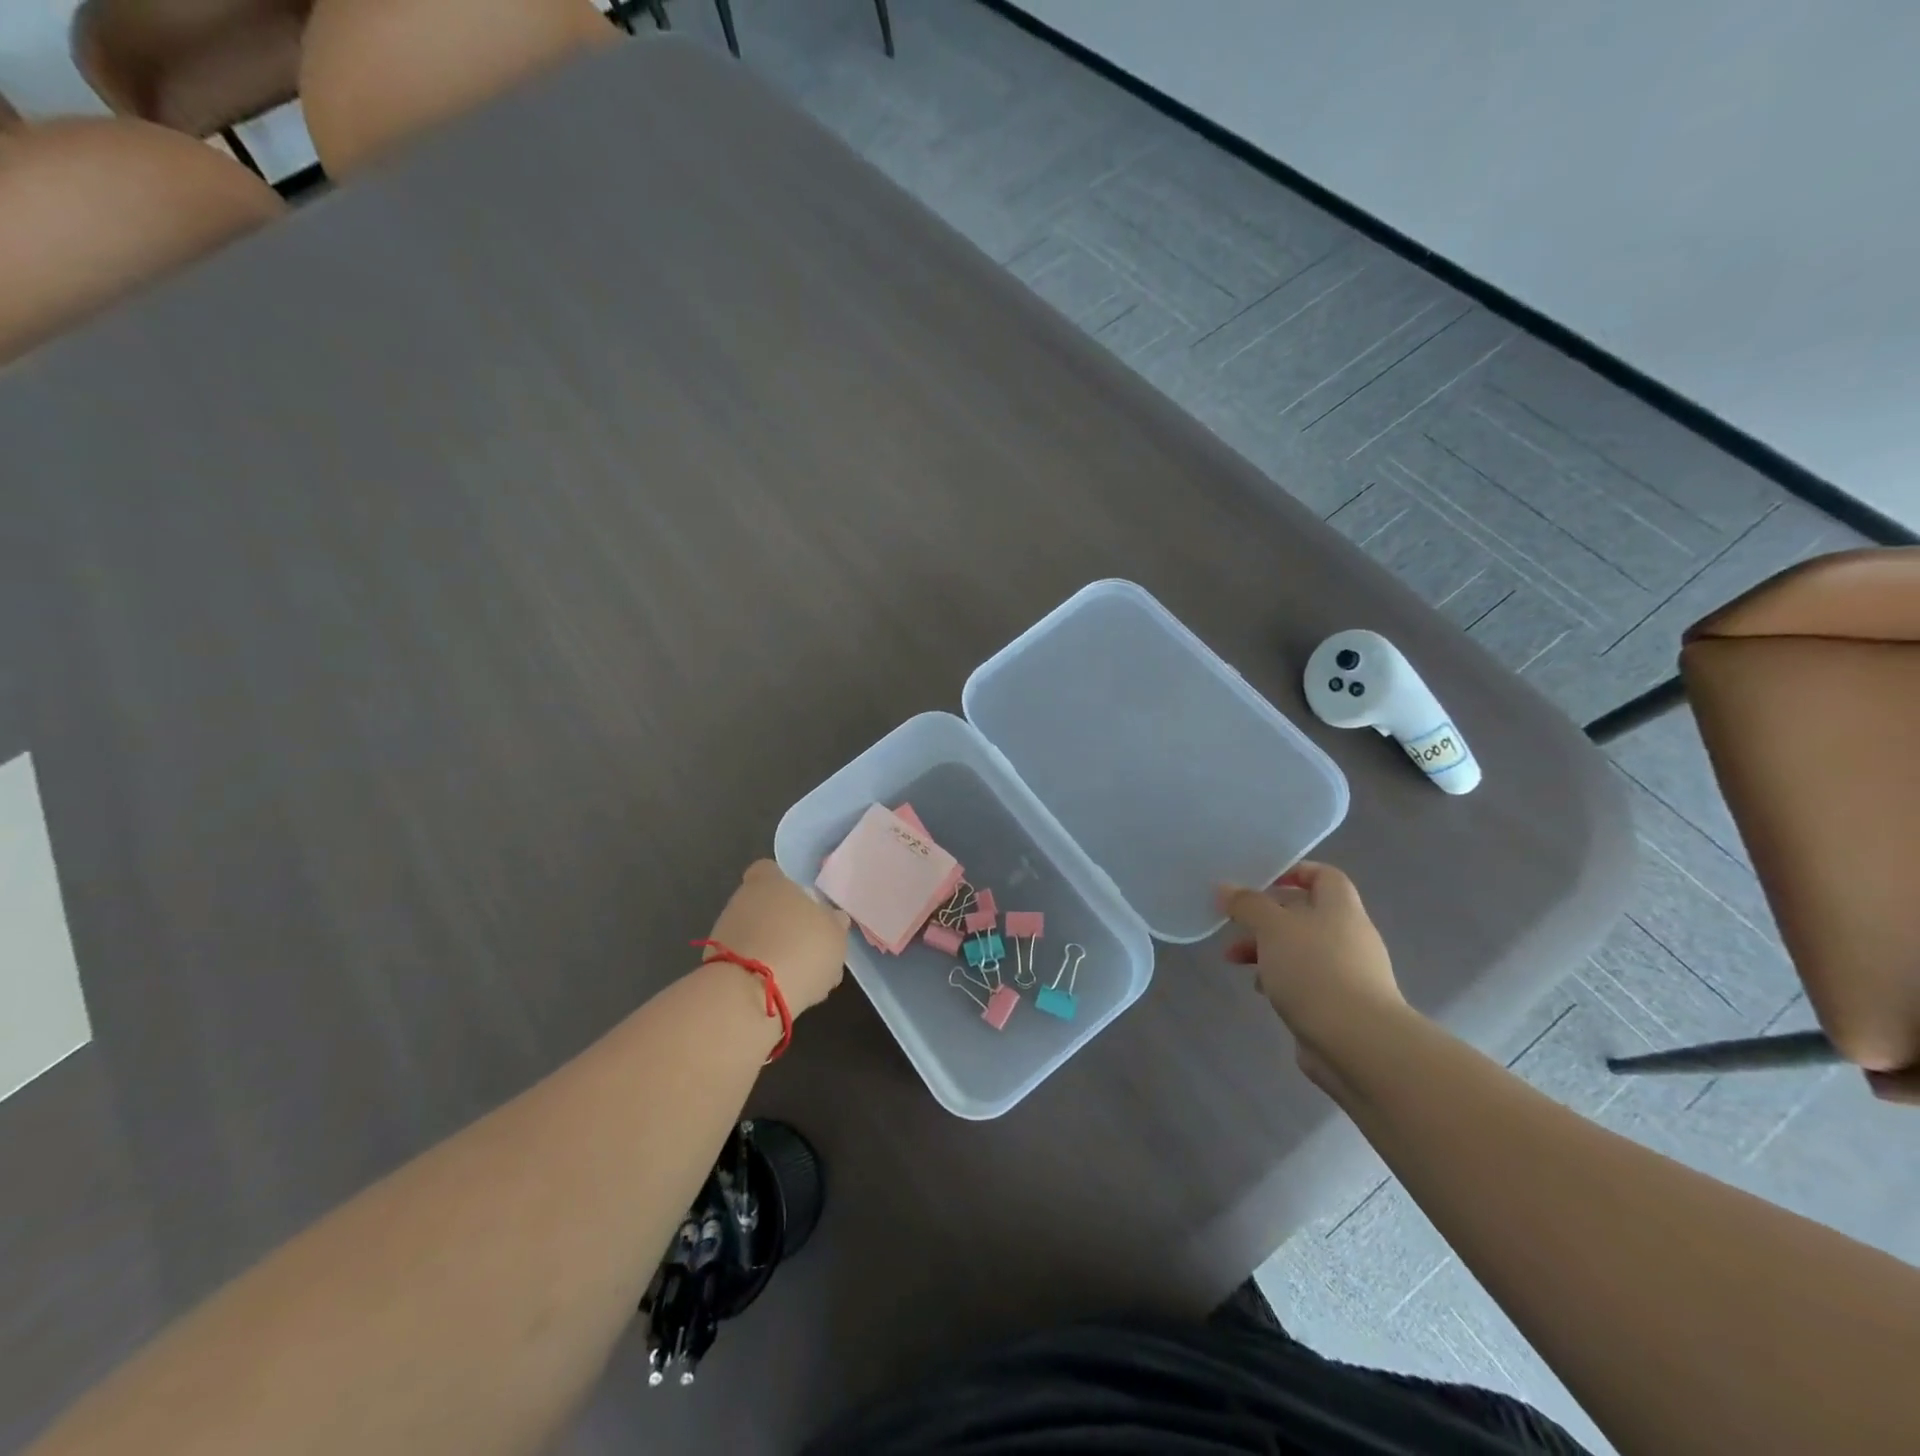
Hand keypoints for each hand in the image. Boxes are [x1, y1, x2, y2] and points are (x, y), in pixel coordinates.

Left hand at [704, 860, 848, 1014]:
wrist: (750, 996)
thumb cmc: (800, 948)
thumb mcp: (835, 934)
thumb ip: (833, 922)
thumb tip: (832, 917)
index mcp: (769, 883)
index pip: (769, 870)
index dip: (784, 883)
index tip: (801, 902)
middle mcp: (740, 902)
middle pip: (763, 906)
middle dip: (782, 924)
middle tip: (808, 947)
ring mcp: (723, 935)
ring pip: (754, 937)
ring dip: (772, 951)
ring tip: (800, 977)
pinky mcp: (714, 967)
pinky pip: (745, 964)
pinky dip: (760, 975)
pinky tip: (781, 992)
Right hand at [1221, 861, 1407, 1085]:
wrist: (1357, 1043)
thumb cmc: (1314, 970)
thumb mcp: (1272, 927)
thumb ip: (1247, 904)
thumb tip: (1225, 888)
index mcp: (1340, 908)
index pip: (1324, 875)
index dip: (1295, 872)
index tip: (1261, 881)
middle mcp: (1349, 935)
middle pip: (1306, 914)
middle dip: (1266, 917)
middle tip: (1234, 924)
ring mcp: (1348, 972)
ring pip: (1301, 949)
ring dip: (1267, 950)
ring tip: (1236, 961)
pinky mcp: (1341, 1005)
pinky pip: (1306, 980)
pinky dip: (1281, 979)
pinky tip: (1262, 991)